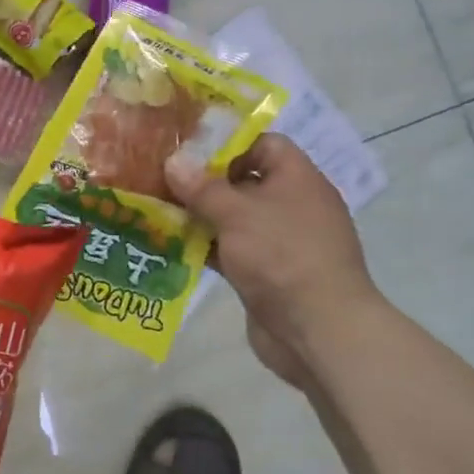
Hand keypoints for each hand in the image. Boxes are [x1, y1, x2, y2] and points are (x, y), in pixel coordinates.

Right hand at [165, 135, 378, 388]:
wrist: (318, 330)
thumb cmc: (282, 256)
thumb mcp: (237, 213)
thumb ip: (202, 186)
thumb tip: (173, 161)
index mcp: (297, 179)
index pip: (263, 144)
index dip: (227, 142)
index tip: (187, 148)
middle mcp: (291, 205)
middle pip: (243, 181)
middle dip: (203, 181)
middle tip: (161, 177)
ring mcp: (279, 242)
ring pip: (233, 218)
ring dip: (199, 216)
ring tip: (156, 209)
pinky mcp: (265, 273)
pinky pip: (230, 250)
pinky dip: (204, 247)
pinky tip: (170, 245)